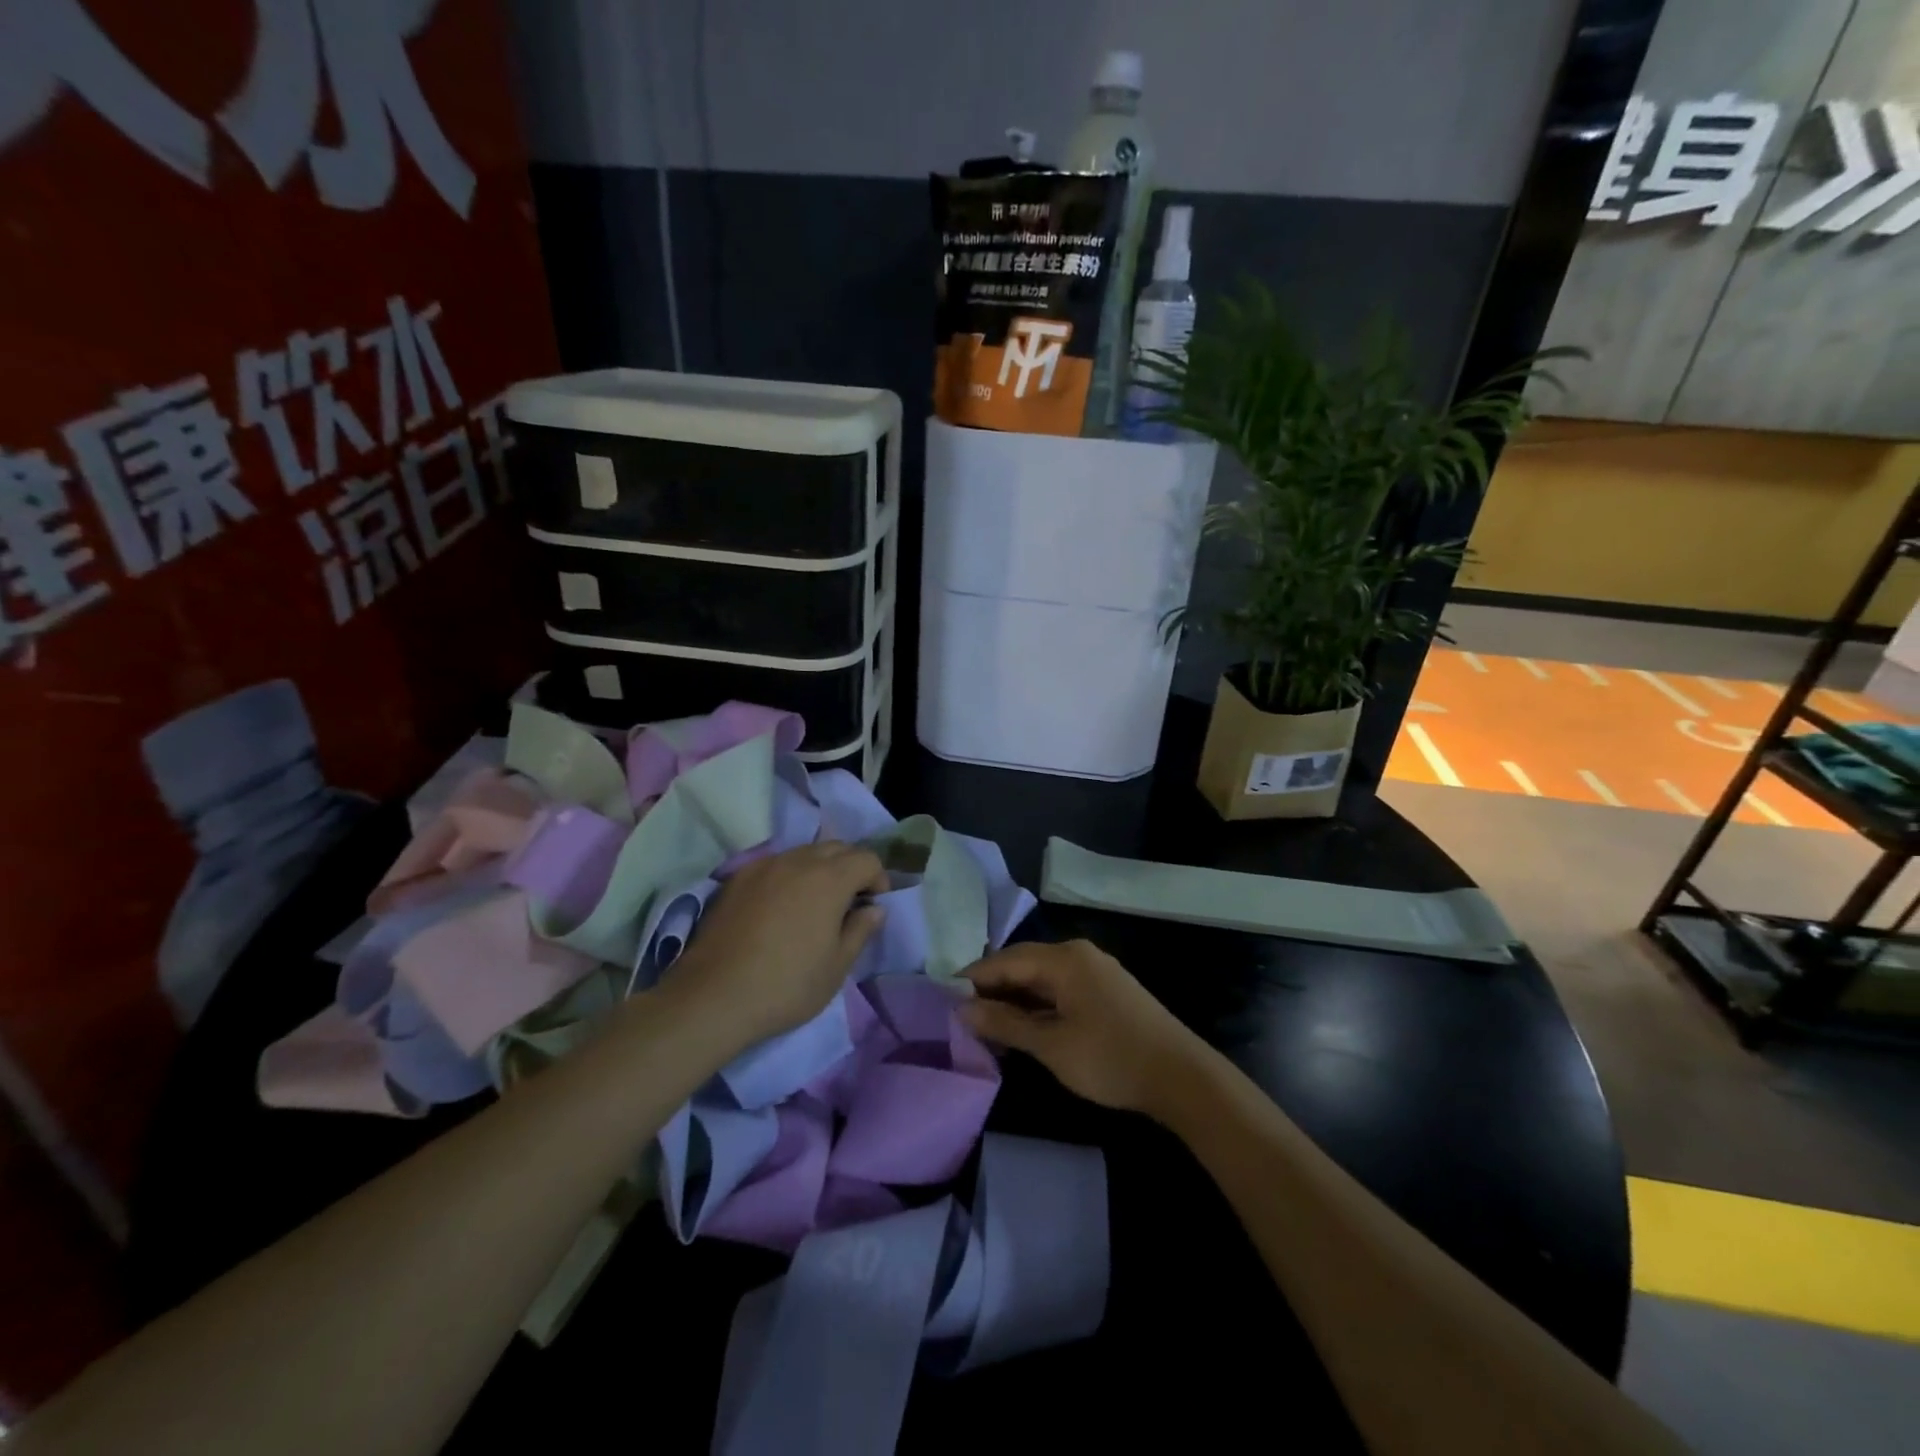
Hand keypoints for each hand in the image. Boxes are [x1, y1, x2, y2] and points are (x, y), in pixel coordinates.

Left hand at [672, 843, 887, 1046]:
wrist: (713, 997)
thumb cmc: (787, 985)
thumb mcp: (837, 967)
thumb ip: (861, 930)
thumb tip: (874, 909)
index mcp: (829, 879)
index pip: (867, 859)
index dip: (878, 880)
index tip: (872, 908)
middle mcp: (798, 860)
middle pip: (837, 847)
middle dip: (851, 868)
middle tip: (848, 904)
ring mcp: (763, 866)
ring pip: (804, 852)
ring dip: (819, 869)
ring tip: (814, 905)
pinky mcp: (737, 878)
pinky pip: (775, 864)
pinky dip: (788, 876)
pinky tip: (779, 908)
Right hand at [960, 940, 1213, 1117]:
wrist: (1182, 1077)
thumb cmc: (1110, 1058)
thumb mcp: (1051, 1044)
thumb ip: (1005, 1024)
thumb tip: (962, 1008)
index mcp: (1064, 959)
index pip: (1005, 960)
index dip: (973, 979)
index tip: (944, 999)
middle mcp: (1078, 955)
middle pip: (1024, 965)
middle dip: (993, 989)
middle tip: (962, 1015)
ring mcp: (1096, 971)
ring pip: (1042, 978)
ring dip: (1015, 999)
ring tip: (987, 1025)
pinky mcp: (1107, 990)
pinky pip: (1061, 988)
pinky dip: (1038, 1004)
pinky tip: (1024, 1027)